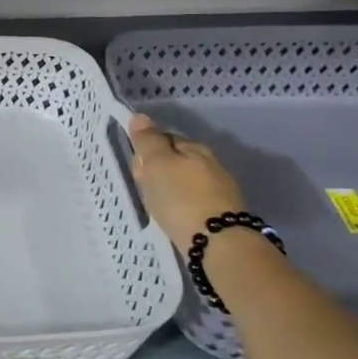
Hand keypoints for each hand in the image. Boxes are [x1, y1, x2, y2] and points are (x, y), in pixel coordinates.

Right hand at [124, 114, 247, 256]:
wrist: (216, 242)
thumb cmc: (180, 198)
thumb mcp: (157, 164)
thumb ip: (148, 141)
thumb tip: (140, 116)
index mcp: (195, 148)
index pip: (165, 138)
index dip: (147, 150)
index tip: (137, 168)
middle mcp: (211, 164)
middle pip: (176, 160)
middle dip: (157, 170)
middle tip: (144, 188)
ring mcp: (219, 190)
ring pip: (184, 182)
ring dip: (169, 189)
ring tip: (157, 205)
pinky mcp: (221, 214)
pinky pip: (192, 201)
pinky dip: (180, 205)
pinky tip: (174, 216)